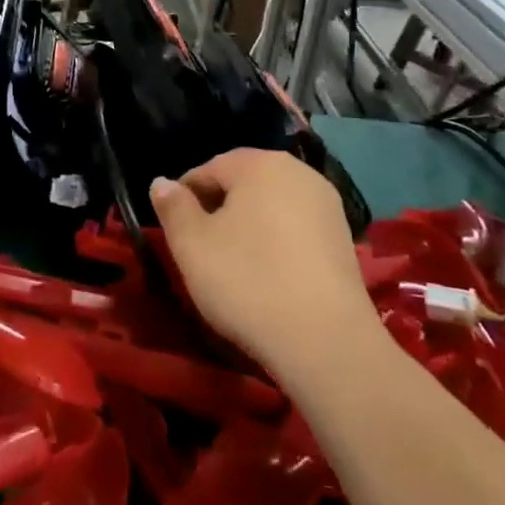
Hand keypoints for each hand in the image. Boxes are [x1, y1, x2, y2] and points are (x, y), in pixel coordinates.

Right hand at [149, 149, 384, 392]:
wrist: (325, 341)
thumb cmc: (248, 281)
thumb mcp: (191, 244)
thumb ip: (172, 207)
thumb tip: (161, 182)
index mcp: (260, 163)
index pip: (207, 169)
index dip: (184, 199)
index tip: (176, 233)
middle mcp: (298, 172)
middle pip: (242, 184)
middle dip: (218, 210)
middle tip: (201, 251)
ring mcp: (327, 205)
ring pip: (270, 206)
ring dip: (247, 227)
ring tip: (233, 266)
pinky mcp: (343, 238)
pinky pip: (295, 229)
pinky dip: (276, 243)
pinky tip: (268, 276)